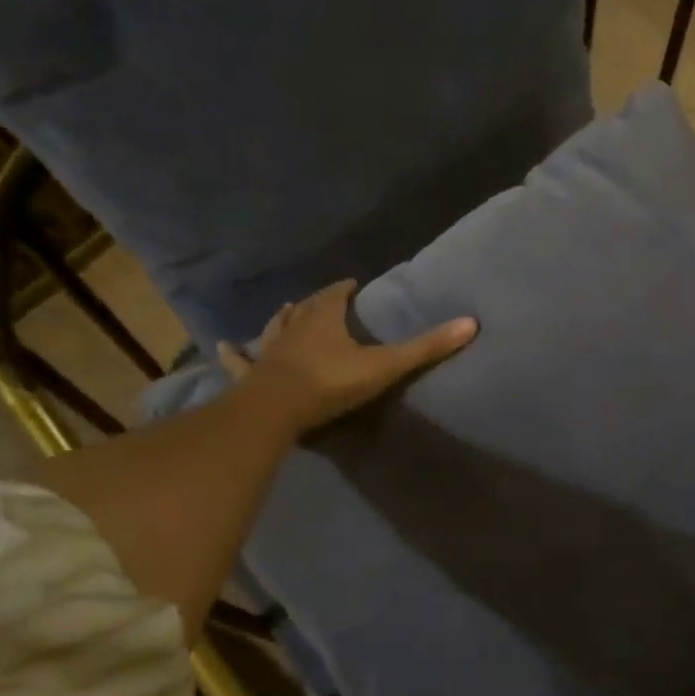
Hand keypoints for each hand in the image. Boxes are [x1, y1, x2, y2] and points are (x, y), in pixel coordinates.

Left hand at [218, 280, 475, 434]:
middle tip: (323, 299)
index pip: (335, 295)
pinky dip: (233, 354)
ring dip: (281, 319)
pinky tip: (223, 348)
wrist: (276, 410)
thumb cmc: (330, 383)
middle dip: (315, 302)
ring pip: (274, 327)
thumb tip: (471, 323)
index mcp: (324, 319)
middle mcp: (294, 327)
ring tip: (285, 311)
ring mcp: (268, 350)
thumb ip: (426, 348)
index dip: (344, 289)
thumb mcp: (385, 366)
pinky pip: (240, 361)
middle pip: (305, 308)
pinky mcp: (251, 374)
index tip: (352, 285)